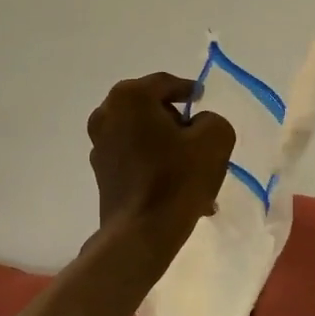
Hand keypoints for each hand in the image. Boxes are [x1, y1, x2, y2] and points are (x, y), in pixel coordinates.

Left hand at [86, 73, 234, 246]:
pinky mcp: (100, 171)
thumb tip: (197, 125)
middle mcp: (107, 114)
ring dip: (166, 146)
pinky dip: (154, 164)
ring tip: (192, 170)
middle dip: (176, 122)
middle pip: (151, 109)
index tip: (201, 99)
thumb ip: (211, 119)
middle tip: (199, 138)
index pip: (166, 83)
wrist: (142, 232)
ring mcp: (99, 144)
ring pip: (143, 135)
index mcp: (130, 96)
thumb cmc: (178, 178)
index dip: (187, 90)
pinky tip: (175, 187)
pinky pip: (134, 158)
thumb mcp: (215, 138)